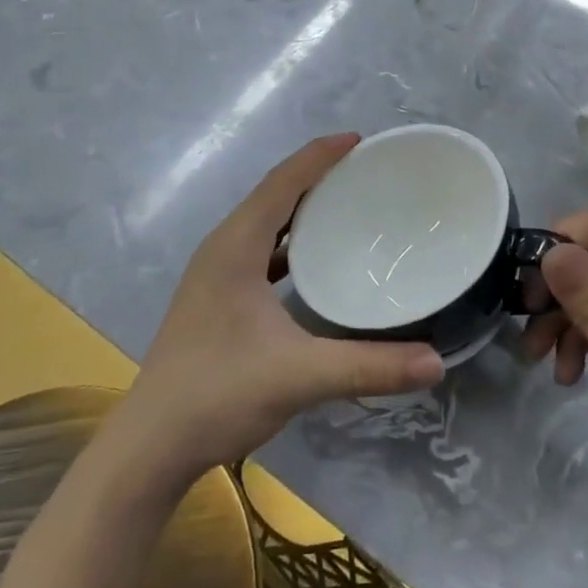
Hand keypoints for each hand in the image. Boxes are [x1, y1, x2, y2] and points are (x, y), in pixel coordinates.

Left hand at [118, 135, 445, 483]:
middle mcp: (222, 248)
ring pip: (264, 222)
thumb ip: (369, 367)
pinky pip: (258, 250)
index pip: (283, 181)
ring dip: (300, 208)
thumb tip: (436, 362)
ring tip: (345, 205)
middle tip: (364, 171)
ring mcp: (214, 274)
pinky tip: (313, 261)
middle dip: (316, 175)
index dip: (320, 155)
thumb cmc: (219, 394)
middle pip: (274, 194)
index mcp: (235, 245)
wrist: (150, 447)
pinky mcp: (215, 298)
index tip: (359, 140)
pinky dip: (288, 241)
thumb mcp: (300, 376)